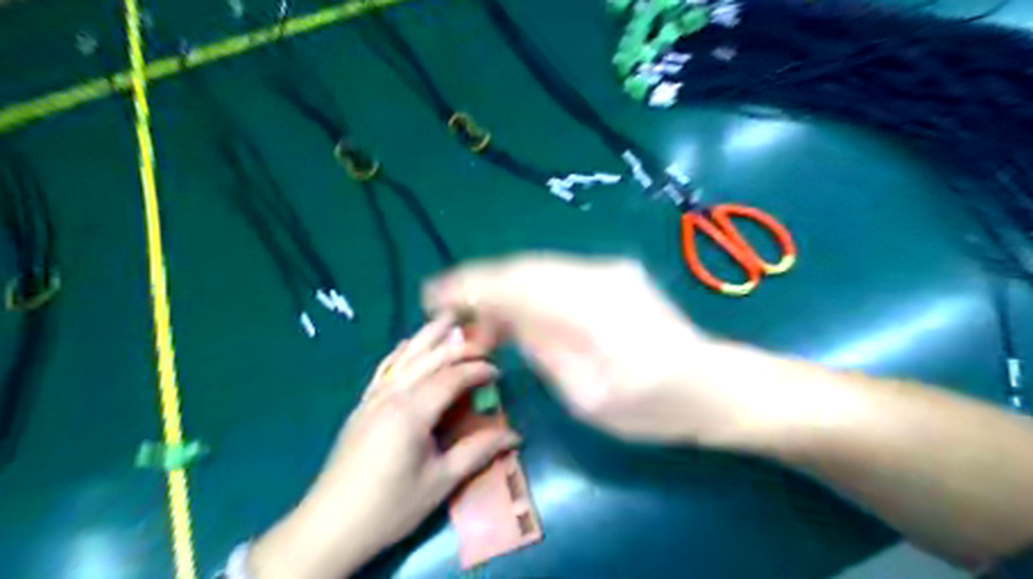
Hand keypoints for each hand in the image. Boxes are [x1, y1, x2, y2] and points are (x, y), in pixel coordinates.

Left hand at [248, 317, 519, 577]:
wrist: (330, 525)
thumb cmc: (390, 506)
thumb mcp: (440, 481)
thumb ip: (478, 452)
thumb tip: (516, 436)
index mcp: (412, 411)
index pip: (452, 377)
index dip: (477, 370)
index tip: (498, 371)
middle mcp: (392, 394)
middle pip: (429, 358)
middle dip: (457, 345)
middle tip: (482, 337)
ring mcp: (374, 397)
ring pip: (405, 356)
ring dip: (427, 336)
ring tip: (446, 318)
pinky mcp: (362, 406)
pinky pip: (384, 368)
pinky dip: (400, 352)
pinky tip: (407, 344)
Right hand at [427, 250, 750, 443]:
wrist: (714, 385)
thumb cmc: (652, 406)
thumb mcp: (587, 395)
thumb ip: (543, 349)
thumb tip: (509, 321)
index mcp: (590, 308)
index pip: (513, 285)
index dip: (468, 287)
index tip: (433, 296)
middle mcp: (597, 274)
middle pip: (522, 268)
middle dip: (481, 285)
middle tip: (453, 312)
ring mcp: (609, 269)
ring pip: (538, 267)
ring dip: (504, 287)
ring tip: (482, 317)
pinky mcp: (615, 273)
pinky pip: (557, 273)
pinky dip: (529, 288)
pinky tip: (518, 310)